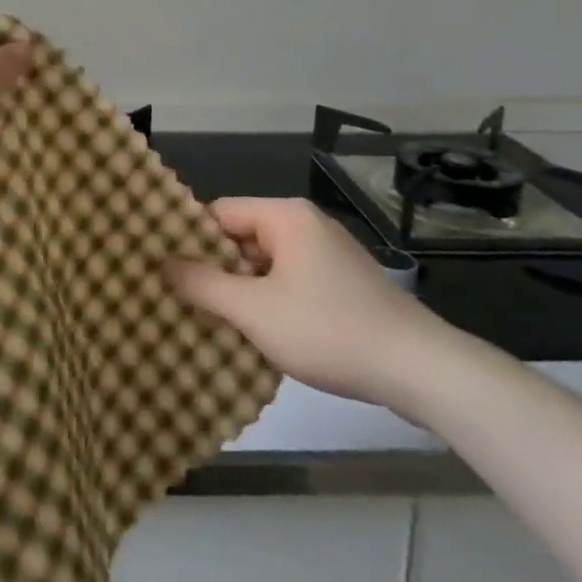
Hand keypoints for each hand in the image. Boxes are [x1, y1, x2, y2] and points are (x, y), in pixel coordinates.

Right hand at [168, 197, 461, 415]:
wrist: (419, 369)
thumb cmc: (328, 330)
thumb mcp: (255, 310)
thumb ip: (204, 284)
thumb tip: (162, 263)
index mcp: (285, 216)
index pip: (220, 212)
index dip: (190, 239)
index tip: (164, 267)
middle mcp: (306, 224)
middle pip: (243, 236)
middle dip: (215, 267)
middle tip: (180, 298)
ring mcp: (328, 253)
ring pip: (266, 262)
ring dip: (242, 288)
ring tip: (210, 319)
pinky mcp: (343, 283)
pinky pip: (291, 280)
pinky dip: (270, 299)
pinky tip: (257, 331)